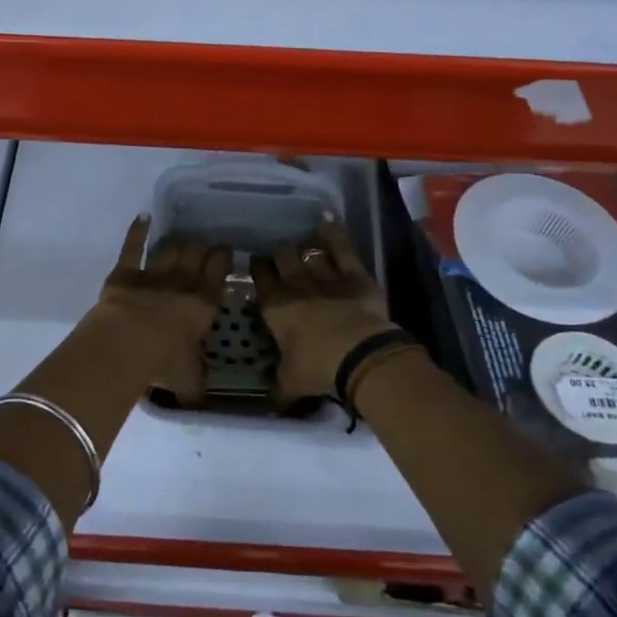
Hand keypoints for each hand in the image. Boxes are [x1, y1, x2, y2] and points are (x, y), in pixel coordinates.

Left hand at [91, 216, 230, 395]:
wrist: (126, 343)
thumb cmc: (164, 361)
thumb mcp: (187, 380)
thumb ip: (195, 385)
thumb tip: (199, 400)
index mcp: (204, 302)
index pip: (220, 270)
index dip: (223, 258)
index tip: (226, 253)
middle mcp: (183, 281)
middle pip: (196, 252)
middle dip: (202, 247)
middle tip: (203, 248)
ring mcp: (153, 273)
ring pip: (171, 248)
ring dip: (178, 242)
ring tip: (182, 239)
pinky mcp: (126, 272)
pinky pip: (133, 246)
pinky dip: (138, 231)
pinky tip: (143, 218)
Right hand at [253, 219, 394, 401]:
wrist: (359, 355)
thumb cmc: (318, 369)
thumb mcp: (289, 383)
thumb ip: (277, 384)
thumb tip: (270, 396)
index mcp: (275, 308)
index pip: (260, 280)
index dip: (258, 270)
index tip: (257, 266)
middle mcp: (295, 285)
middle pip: (281, 258)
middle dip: (279, 256)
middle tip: (281, 259)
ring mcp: (324, 275)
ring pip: (307, 252)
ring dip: (303, 250)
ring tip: (302, 249)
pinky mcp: (352, 272)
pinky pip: (341, 246)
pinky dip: (334, 232)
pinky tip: (327, 219)